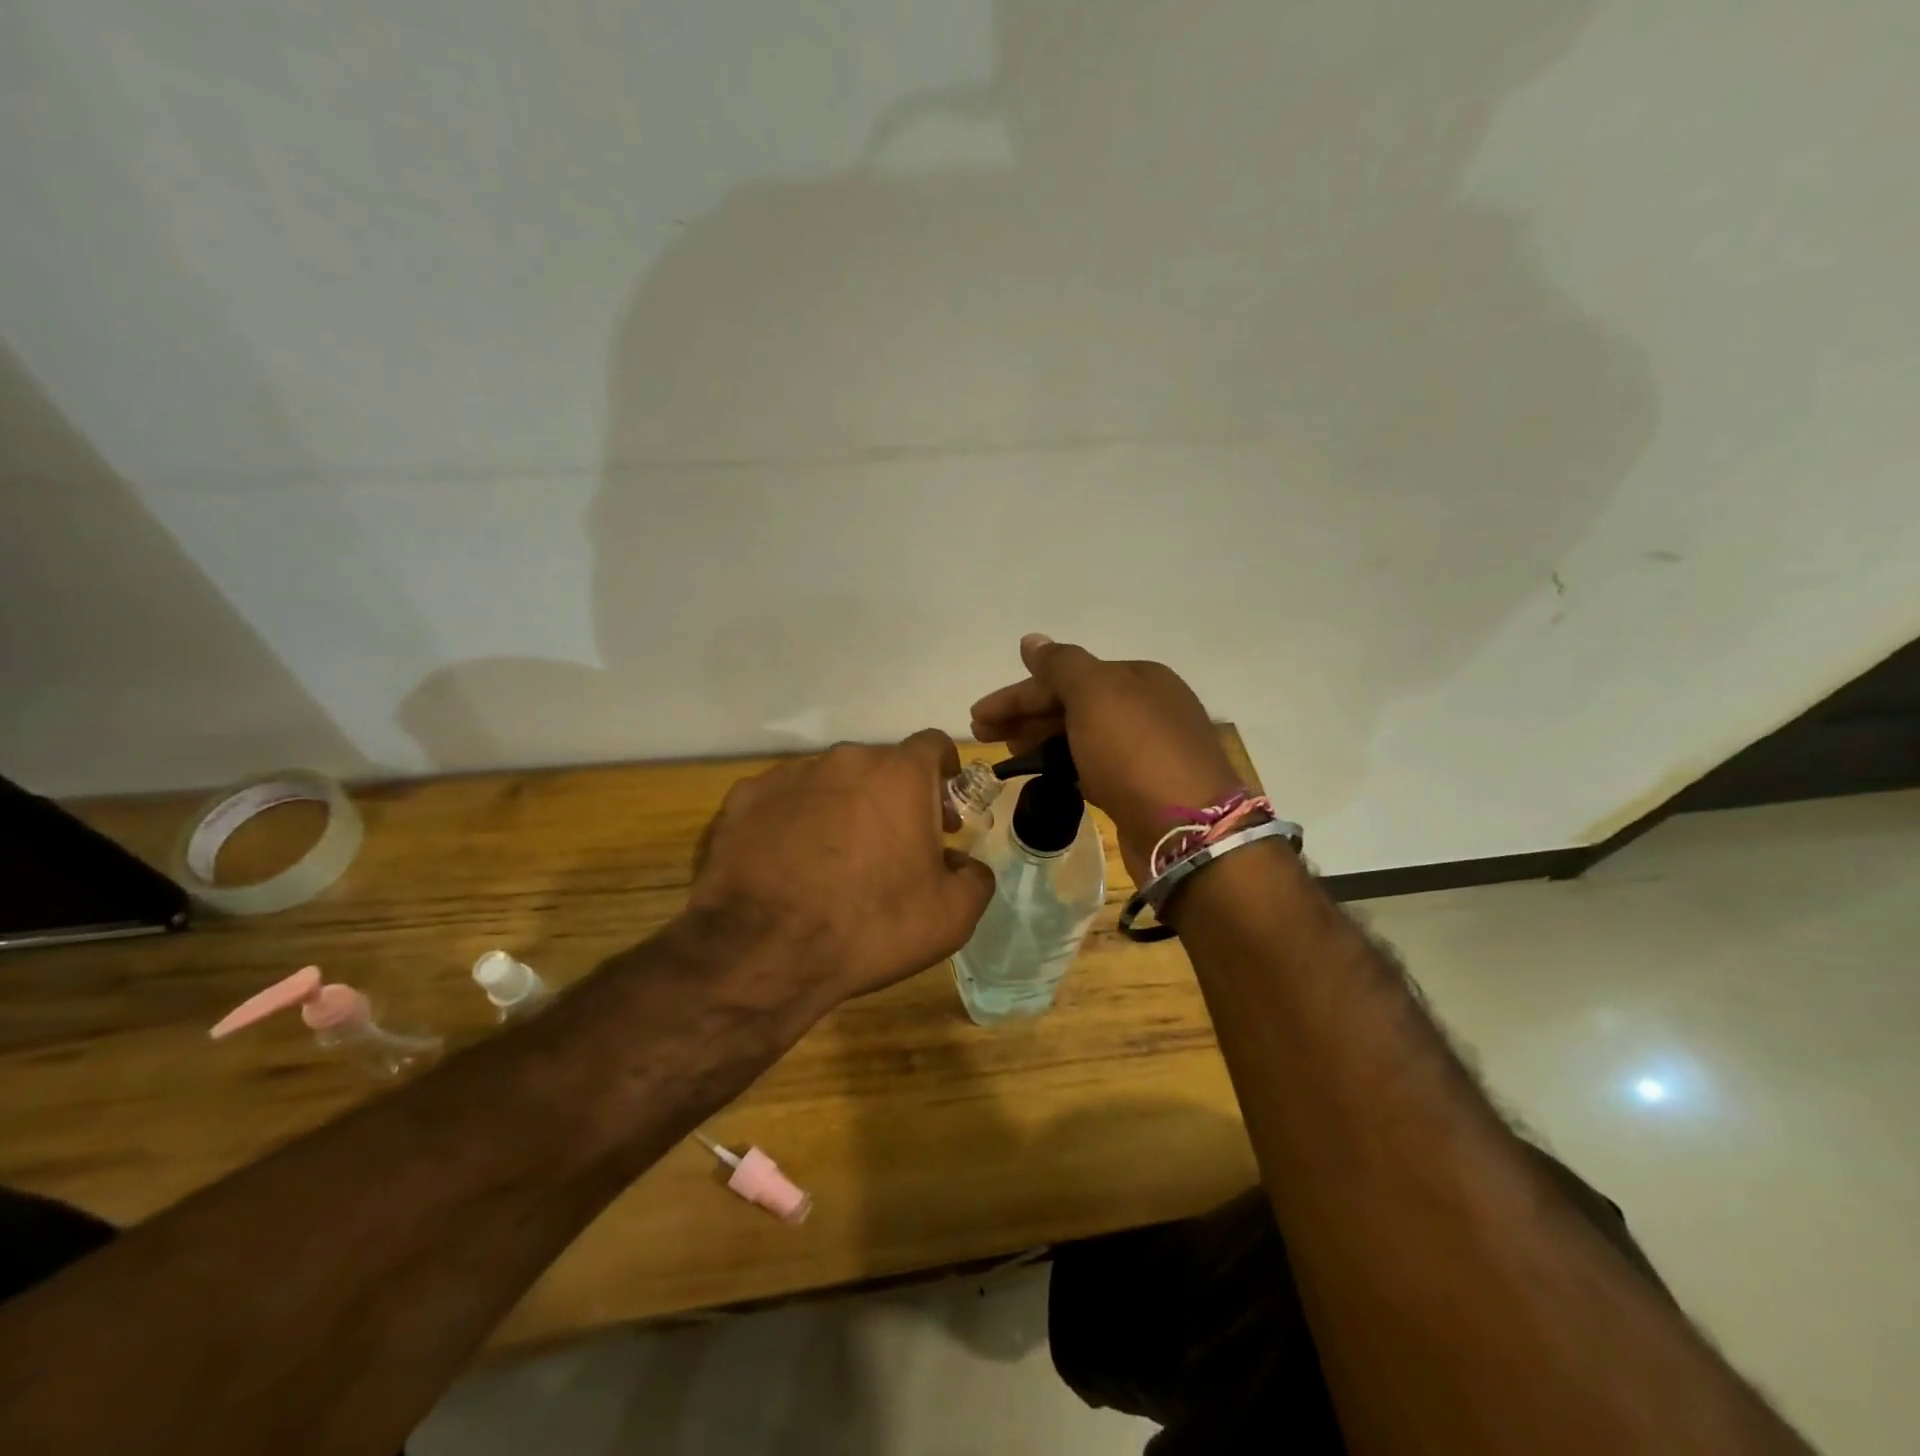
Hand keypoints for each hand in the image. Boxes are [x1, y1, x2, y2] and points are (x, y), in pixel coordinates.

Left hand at [685, 730, 994, 1017]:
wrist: (763, 951)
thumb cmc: (870, 926)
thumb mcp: (952, 916)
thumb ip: (974, 877)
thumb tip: (962, 863)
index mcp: (899, 774)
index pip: (934, 746)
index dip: (945, 774)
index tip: (943, 809)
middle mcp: (844, 760)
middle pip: (881, 766)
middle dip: (895, 797)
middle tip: (895, 847)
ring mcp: (789, 775)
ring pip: (830, 782)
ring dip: (843, 808)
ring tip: (835, 860)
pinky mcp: (744, 799)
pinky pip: (783, 801)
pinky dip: (794, 822)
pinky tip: (789, 864)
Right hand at [971, 635, 1241, 884]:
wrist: (1187, 830)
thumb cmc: (1135, 751)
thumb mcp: (1094, 693)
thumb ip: (1060, 664)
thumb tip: (1031, 640)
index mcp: (1137, 677)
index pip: (1065, 676)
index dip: (1017, 694)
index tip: (977, 716)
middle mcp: (1145, 708)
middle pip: (1072, 704)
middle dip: (1025, 716)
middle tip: (983, 734)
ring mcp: (1146, 750)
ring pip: (1081, 736)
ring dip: (1041, 739)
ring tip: (1007, 754)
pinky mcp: (1142, 788)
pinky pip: (1093, 766)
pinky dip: (1065, 765)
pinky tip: (1044, 774)